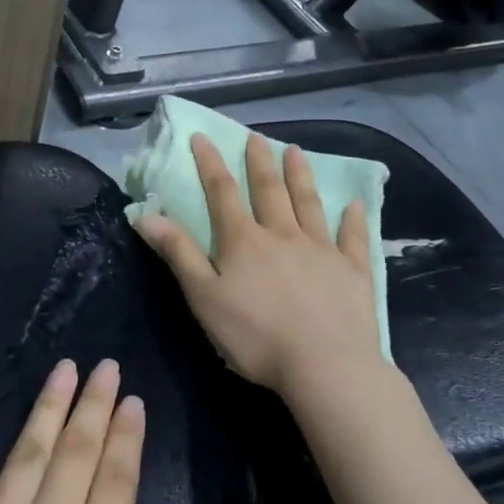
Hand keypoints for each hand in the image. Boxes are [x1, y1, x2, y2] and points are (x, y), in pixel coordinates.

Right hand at [135, 133, 382, 403]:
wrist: (325, 366)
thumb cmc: (256, 336)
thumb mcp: (204, 298)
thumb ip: (179, 253)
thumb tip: (147, 214)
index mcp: (244, 241)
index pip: (222, 193)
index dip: (210, 163)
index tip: (202, 137)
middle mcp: (283, 235)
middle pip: (269, 190)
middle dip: (259, 162)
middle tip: (256, 137)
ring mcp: (322, 249)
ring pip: (309, 204)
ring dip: (301, 176)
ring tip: (296, 151)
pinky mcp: (353, 270)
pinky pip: (353, 237)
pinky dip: (353, 219)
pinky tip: (356, 204)